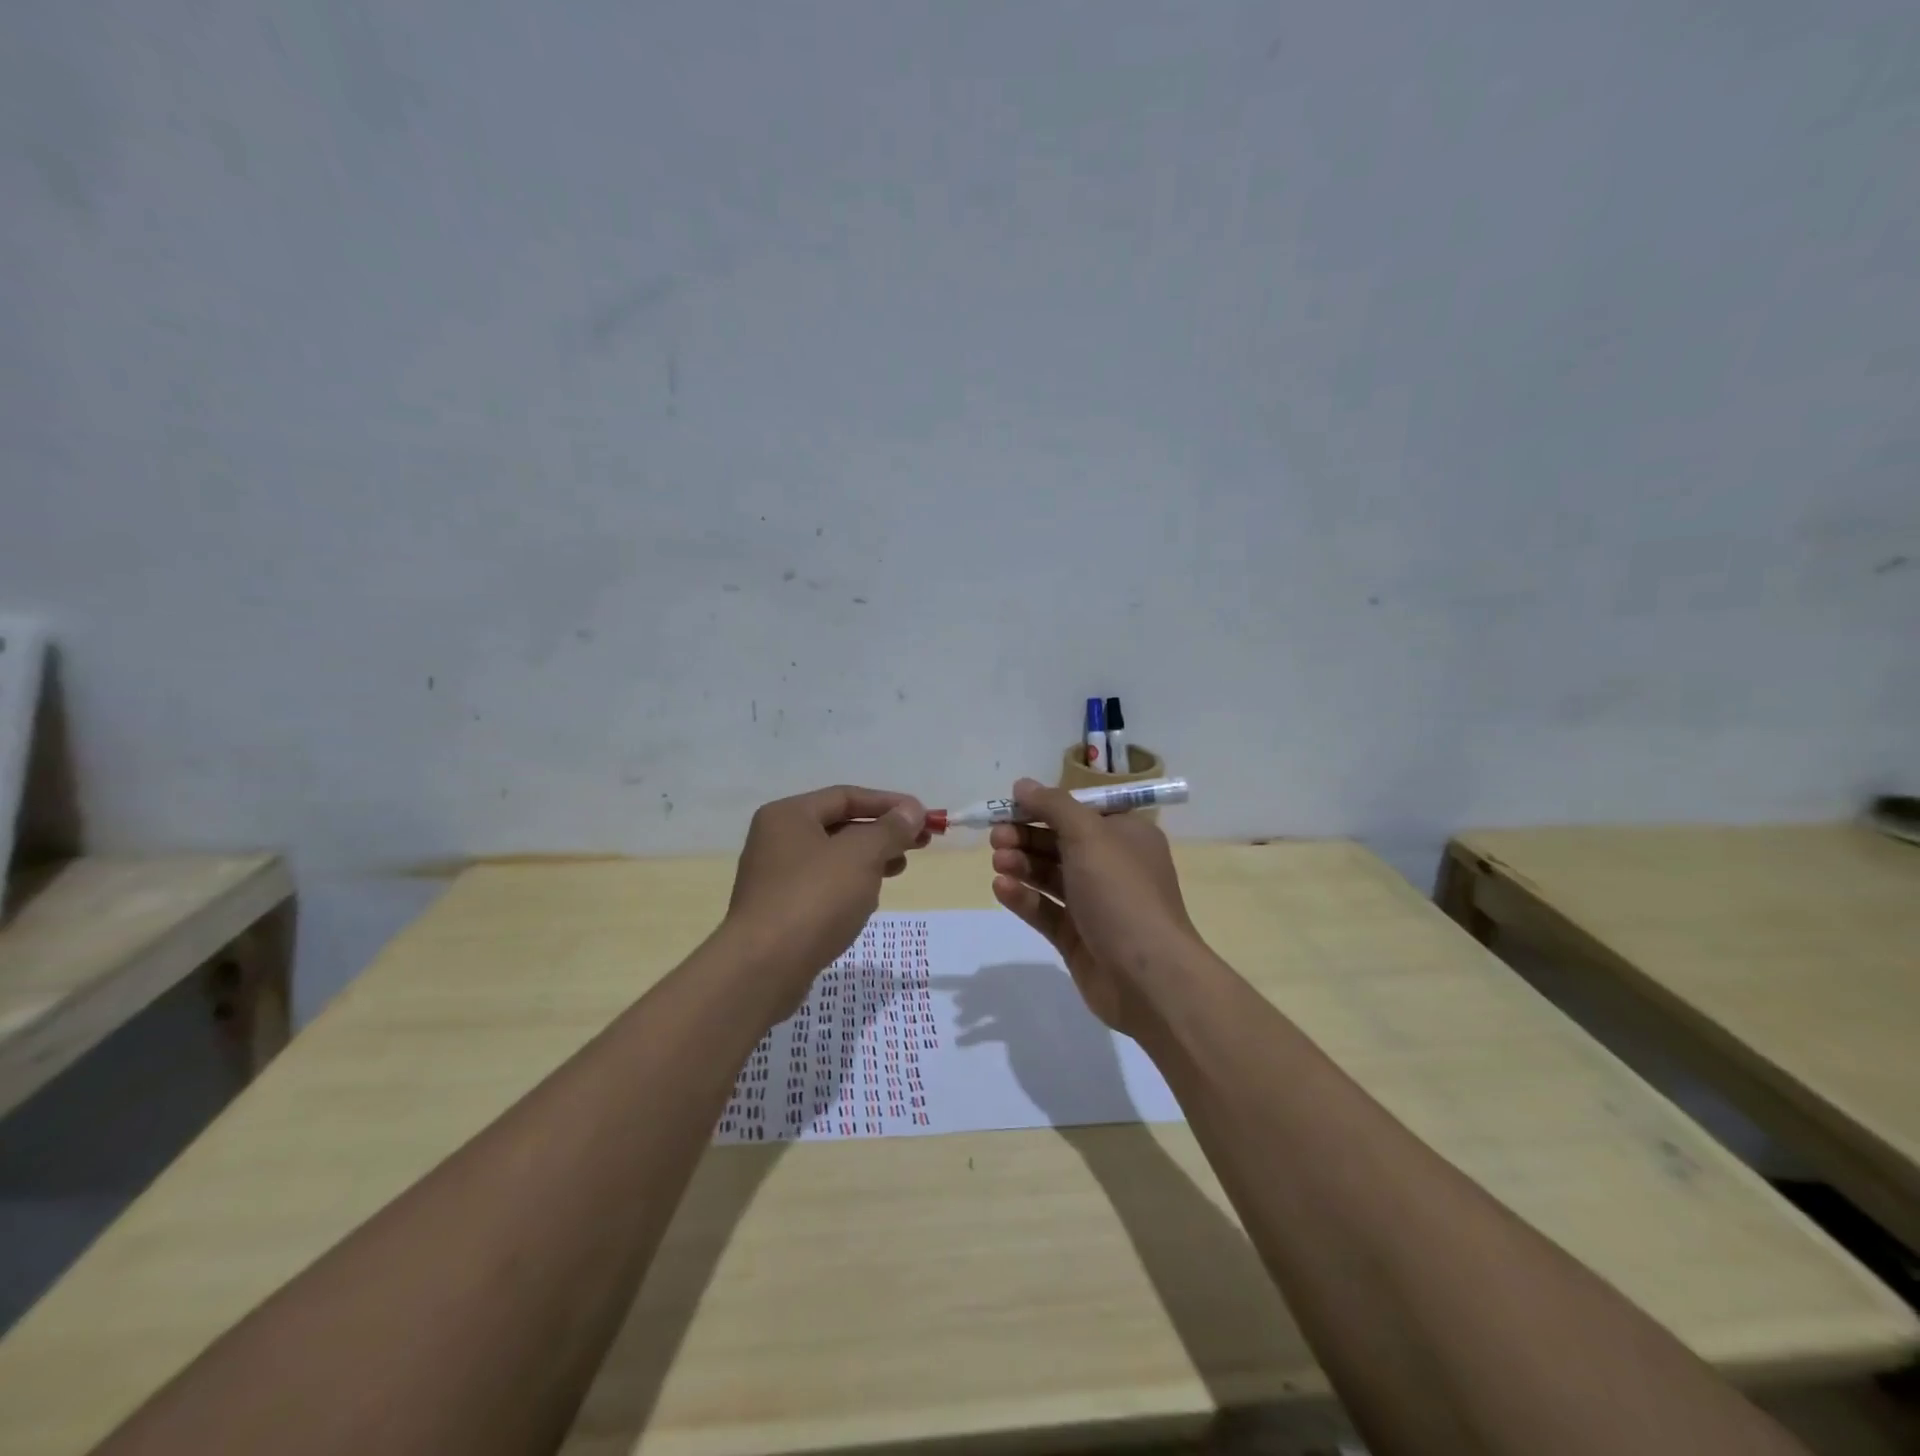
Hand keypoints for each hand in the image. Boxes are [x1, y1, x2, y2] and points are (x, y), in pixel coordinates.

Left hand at [725, 785, 929, 1011]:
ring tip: (899, 869)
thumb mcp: (861, 855)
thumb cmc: (814, 898)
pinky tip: (868, 902)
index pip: (846, 796)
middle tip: (920, 844)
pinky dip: (850, 887)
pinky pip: (823, 888)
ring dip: (869, 860)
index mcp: (788, 815)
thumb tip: (912, 810)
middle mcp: (776, 840)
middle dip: (882, 833)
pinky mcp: (780, 912)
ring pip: (833, 859)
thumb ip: (890, 829)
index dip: (889, 803)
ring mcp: (775, 878)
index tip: (924, 817)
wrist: (763, 968)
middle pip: (840, 826)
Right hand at [989, 778, 1203, 1036]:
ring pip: (1049, 876)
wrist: (1148, 976)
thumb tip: (1023, 785)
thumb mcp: (1089, 835)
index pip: (1080, 811)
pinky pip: (1045, 910)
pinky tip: (1002, 889)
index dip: (1044, 806)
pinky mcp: (1077, 937)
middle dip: (1026, 836)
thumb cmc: (1121, 892)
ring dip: (1022, 864)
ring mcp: (1094, 904)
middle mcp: (1112, 866)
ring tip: (998, 862)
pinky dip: (1024, 897)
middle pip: (1060, 842)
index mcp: (1125, 836)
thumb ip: (1053, 806)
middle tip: (996, 837)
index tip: (1010, 806)